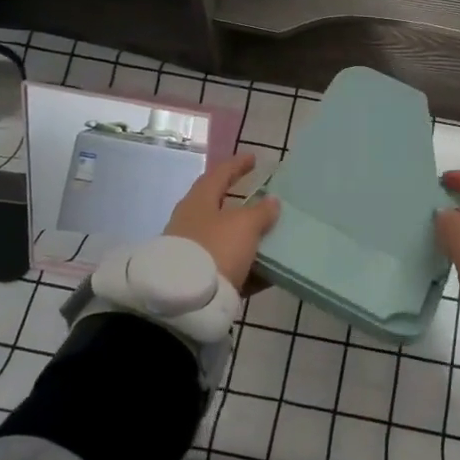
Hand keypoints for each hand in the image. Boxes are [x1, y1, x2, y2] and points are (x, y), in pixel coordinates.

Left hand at [165, 153, 279, 288]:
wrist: (186, 302)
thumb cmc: (215, 249)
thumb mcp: (244, 226)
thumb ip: (261, 212)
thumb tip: (271, 201)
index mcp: (199, 202)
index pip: (219, 174)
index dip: (237, 165)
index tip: (253, 158)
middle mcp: (191, 223)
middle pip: (220, 209)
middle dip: (243, 206)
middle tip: (265, 202)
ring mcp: (193, 252)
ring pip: (226, 240)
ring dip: (248, 239)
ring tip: (272, 239)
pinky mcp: (199, 279)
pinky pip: (229, 267)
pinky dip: (248, 267)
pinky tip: (269, 272)